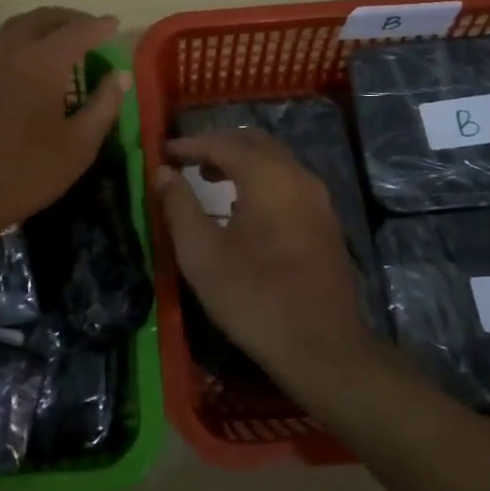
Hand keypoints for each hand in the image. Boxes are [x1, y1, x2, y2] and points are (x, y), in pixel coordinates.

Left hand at [0, 7, 128, 242]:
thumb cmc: (24, 174)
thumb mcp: (78, 147)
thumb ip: (103, 106)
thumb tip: (119, 76)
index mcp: (41, 62)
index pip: (78, 31)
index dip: (99, 26)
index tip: (115, 24)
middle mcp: (8, 51)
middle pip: (41, 18)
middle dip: (68, 17)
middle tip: (87, 27)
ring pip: (13, 29)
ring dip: (40, 26)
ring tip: (57, 42)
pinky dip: (16, 44)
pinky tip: (22, 67)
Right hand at [153, 129, 373, 379]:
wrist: (322, 348)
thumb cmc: (253, 297)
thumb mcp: (201, 253)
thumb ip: (179, 205)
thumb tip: (163, 172)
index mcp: (268, 176)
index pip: (223, 142)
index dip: (190, 144)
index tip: (164, 152)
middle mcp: (297, 176)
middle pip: (254, 142)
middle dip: (218, 145)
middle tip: (187, 162)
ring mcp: (318, 199)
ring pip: (275, 161)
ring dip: (241, 161)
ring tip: (210, 180)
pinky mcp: (326, 223)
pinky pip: (288, 182)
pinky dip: (261, 180)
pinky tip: (243, 208)